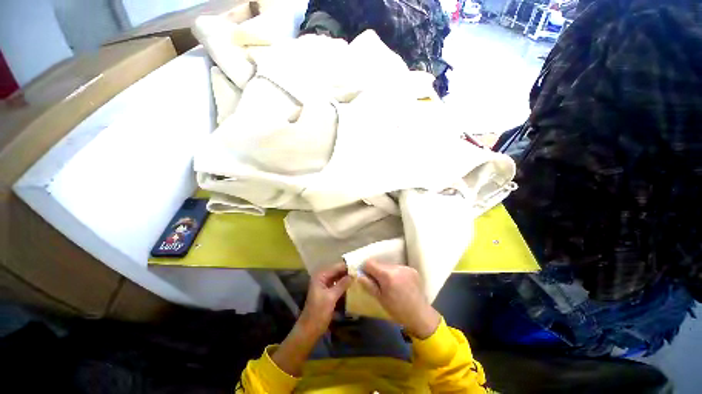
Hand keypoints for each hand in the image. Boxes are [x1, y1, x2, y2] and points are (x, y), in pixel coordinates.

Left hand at [272, 263, 351, 376]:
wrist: (310, 330)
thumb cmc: (318, 312)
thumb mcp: (331, 297)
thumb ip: (342, 284)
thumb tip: (353, 275)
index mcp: (320, 276)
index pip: (336, 267)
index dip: (347, 266)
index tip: (359, 266)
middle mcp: (322, 277)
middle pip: (337, 271)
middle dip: (347, 272)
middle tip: (361, 271)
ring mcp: (325, 285)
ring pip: (338, 278)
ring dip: (347, 278)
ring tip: (359, 277)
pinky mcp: (328, 292)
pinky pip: (338, 284)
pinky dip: (344, 284)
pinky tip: (353, 285)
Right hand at [358, 260, 440, 338]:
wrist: (420, 315)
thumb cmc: (397, 310)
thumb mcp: (380, 299)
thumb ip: (369, 285)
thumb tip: (359, 276)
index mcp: (387, 275)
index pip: (370, 263)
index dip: (366, 269)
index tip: (366, 277)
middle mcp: (396, 267)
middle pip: (380, 264)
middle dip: (376, 271)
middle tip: (378, 284)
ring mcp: (405, 267)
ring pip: (389, 265)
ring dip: (386, 272)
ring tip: (390, 285)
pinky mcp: (412, 269)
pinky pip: (398, 268)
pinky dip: (396, 273)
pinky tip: (399, 284)